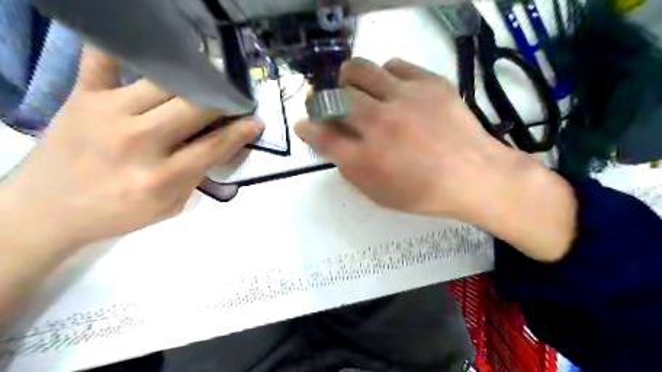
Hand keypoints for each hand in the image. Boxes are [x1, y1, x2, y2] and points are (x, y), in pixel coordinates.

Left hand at [0, 47, 263, 248]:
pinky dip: (124, 48)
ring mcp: (107, 114)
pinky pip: (104, 60)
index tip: (256, 121)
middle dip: (222, 102)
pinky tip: (149, 46)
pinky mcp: (81, 97)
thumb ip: (198, 175)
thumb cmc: (118, 213)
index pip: (215, 145)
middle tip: (232, 101)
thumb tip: (224, 145)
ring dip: (192, 81)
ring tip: (204, 82)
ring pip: (165, 83)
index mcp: (162, 177)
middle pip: (196, 108)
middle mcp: (139, 142)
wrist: (46, 211)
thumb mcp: (170, 206)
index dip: (241, 130)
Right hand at [295, 56, 506, 220]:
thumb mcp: (379, 193)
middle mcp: (377, 123)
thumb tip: (335, 145)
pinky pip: (395, 65)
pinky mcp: (427, 83)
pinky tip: (392, 87)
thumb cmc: (423, 193)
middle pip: (336, 96)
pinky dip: (386, 74)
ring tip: (355, 85)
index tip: (305, 124)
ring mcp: (403, 98)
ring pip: (360, 70)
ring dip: (350, 77)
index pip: (322, 135)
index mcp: (364, 157)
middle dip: (325, 99)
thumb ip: (351, 168)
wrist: (472, 176)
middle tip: (332, 103)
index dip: (309, 128)